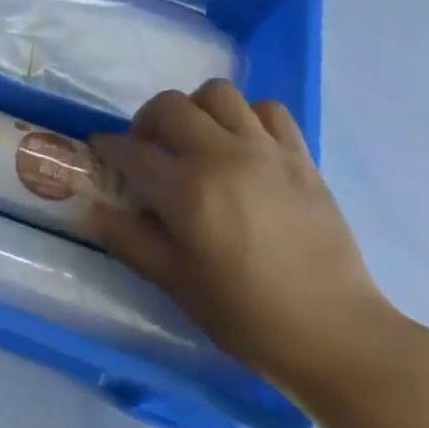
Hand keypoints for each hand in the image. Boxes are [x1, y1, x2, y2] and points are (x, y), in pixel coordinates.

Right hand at [90, 81, 403, 402]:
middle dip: (147, 121)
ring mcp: (265, 151)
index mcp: (187, 190)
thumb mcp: (175, 283)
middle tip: (149, 149)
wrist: (336, 334)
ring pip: (218, 94)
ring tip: (197, 140)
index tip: (102, 153)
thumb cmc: (247, 315)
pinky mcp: (300, 156)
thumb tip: (91, 209)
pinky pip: (268, 110)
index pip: (130, 151)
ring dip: (197, 110)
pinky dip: (248, 117)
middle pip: (169, 105)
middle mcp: (222, 156)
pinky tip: (244, 146)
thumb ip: (128, 240)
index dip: (108, 148)